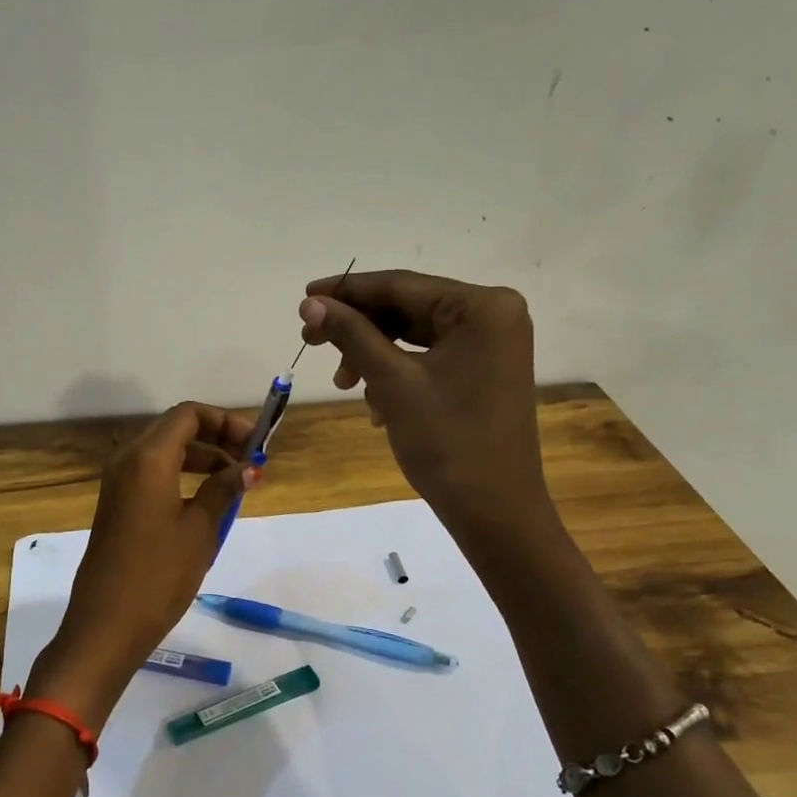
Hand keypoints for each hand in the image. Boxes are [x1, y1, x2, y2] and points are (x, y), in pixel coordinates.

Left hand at [26, 402, 257, 730]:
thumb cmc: (159, 574)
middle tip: (249, 462)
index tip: (255, 444)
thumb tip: (249, 466)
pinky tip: (204, 502)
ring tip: (233, 484)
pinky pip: (151, 474)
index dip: (225, 421)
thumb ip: (224, 489)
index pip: (189, 415)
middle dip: (215, 437)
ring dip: (200, 457)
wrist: (106, 624)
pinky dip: (180, 475)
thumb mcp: (201, 529)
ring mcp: (117, 483)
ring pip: (163, 452)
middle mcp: (127, 460)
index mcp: (148, 457)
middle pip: (175, 429)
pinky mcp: (116, 505)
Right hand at [297, 269, 553, 535]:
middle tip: (310, 341)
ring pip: (414, 336)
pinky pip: (428, 358)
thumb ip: (351, 334)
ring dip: (373, 355)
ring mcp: (490, 346)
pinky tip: (375, 404)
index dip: (347, 290)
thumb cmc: (447, 440)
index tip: (303, 298)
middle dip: (358, 328)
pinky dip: (396, 373)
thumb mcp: (392, 381)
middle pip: (407, 309)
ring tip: (343, 384)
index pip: (401, 286)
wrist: (493, 510)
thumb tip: (311, 302)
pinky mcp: (483, 372)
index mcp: (482, 307)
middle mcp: (493, 316)